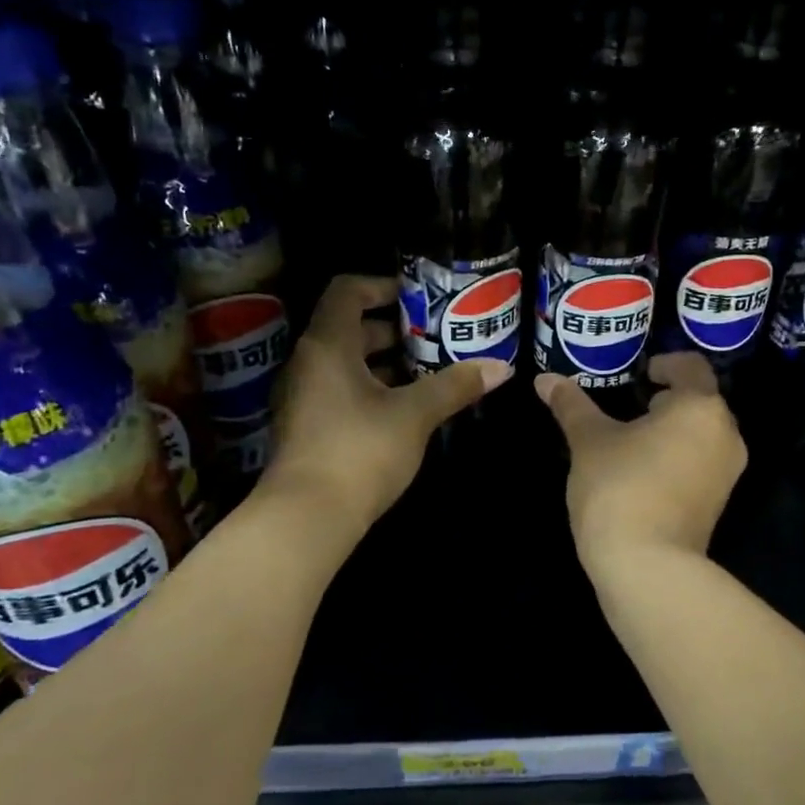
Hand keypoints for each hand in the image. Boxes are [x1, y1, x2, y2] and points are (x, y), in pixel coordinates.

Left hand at [264, 275, 512, 534]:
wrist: (306, 518)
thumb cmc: (359, 450)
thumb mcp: (415, 415)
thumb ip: (455, 386)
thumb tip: (501, 368)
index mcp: (328, 345)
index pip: (347, 291)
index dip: (382, 286)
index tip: (419, 299)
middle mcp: (308, 363)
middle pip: (348, 327)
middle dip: (393, 329)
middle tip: (434, 337)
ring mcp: (303, 397)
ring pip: (346, 363)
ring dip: (384, 362)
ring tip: (427, 371)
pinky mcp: (307, 428)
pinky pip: (340, 391)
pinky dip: (371, 388)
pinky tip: (404, 408)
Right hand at [535, 352, 745, 578]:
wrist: (647, 566)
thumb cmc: (620, 487)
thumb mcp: (589, 441)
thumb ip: (571, 405)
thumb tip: (545, 379)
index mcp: (700, 407)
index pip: (691, 366)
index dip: (664, 364)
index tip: (639, 375)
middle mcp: (725, 433)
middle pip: (700, 401)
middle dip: (668, 399)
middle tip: (630, 406)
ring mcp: (727, 472)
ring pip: (702, 435)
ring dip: (673, 430)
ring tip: (633, 440)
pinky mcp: (719, 502)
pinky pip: (701, 463)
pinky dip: (678, 457)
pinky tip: (644, 472)